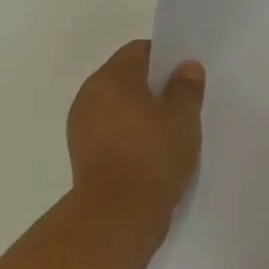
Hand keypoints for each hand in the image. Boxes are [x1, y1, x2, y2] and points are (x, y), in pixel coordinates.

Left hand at [66, 40, 205, 231]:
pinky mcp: (83, 154)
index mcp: (111, 78)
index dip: (165, 57)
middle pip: (126, 77)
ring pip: (118, 106)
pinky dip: (130, 134)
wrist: (116, 217)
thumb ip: (186, 88)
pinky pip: (111, 131)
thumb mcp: (183, 118)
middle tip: (184, 103)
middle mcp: (90, 96)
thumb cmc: (152, 157)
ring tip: (171, 130)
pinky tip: (153, 151)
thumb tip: (186, 67)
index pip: (139, 50)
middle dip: (154, 86)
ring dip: (142, 112)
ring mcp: (82, 127)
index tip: (186, 75)